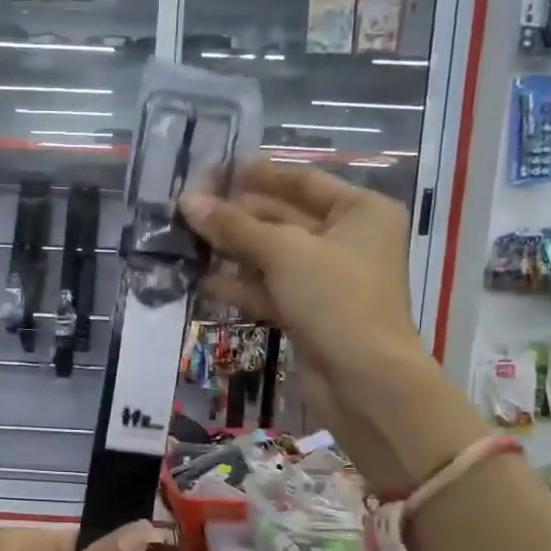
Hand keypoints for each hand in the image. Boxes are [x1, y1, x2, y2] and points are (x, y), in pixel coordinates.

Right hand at [178, 162, 434, 464]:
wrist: (364, 380)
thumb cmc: (336, 299)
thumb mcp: (284, 253)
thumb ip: (234, 227)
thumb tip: (188, 201)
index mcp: (360, 211)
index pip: (302, 181)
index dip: (258, 175)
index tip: (215, 170)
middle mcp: (347, 240)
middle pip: (284, 218)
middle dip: (238, 216)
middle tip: (190, 208)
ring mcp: (328, 280)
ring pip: (273, 257)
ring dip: (233, 251)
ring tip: (187, 241)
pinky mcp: (310, 313)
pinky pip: (271, 289)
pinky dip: (242, 286)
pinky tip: (204, 280)